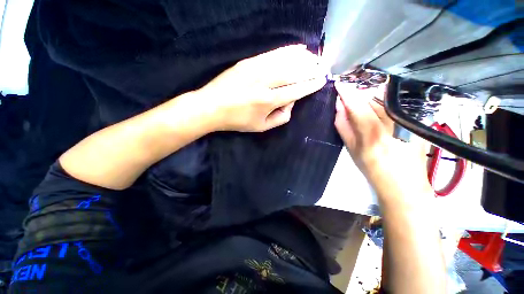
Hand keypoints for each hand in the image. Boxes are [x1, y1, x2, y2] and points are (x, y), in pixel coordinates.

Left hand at [195, 45, 325, 131]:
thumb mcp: (261, 127)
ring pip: (286, 60)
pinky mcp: (249, 62)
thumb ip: (280, 118)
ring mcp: (256, 69)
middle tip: (323, 66)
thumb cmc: (238, 120)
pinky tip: (299, 48)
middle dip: (312, 69)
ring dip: (304, 58)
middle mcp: (265, 83)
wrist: (212, 107)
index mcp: (268, 101)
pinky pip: (273, 53)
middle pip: (294, 72)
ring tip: (316, 57)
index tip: (322, 80)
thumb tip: (291, 103)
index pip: (296, 90)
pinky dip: (288, 50)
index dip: (311, 85)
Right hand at [334, 82, 431, 196]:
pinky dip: (384, 105)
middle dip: (360, 96)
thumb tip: (339, 106)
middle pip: (373, 98)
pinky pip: (396, 105)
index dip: (347, 93)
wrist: (403, 185)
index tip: (339, 84)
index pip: (357, 105)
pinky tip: (381, 115)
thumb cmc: (372, 169)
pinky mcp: (417, 121)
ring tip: (365, 111)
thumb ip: (343, 125)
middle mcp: (393, 123)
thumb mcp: (352, 149)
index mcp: (373, 133)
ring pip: (385, 100)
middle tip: (350, 101)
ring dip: (371, 100)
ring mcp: (408, 121)